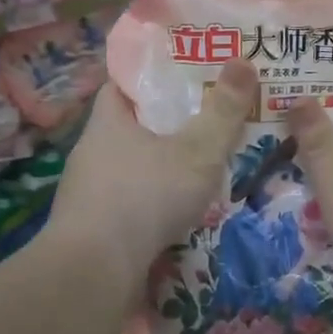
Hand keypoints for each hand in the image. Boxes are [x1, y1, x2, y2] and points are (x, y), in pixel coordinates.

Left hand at [50, 61, 257, 280]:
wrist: (93, 273)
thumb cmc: (145, 197)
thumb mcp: (197, 150)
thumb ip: (223, 110)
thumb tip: (244, 60)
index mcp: (108, 120)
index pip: (125, 82)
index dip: (154, 75)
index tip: (187, 74)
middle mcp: (92, 150)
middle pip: (132, 125)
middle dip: (166, 122)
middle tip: (206, 119)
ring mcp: (88, 192)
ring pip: (131, 166)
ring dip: (160, 165)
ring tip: (199, 167)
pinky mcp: (93, 228)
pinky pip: (128, 201)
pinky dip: (151, 200)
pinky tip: (176, 212)